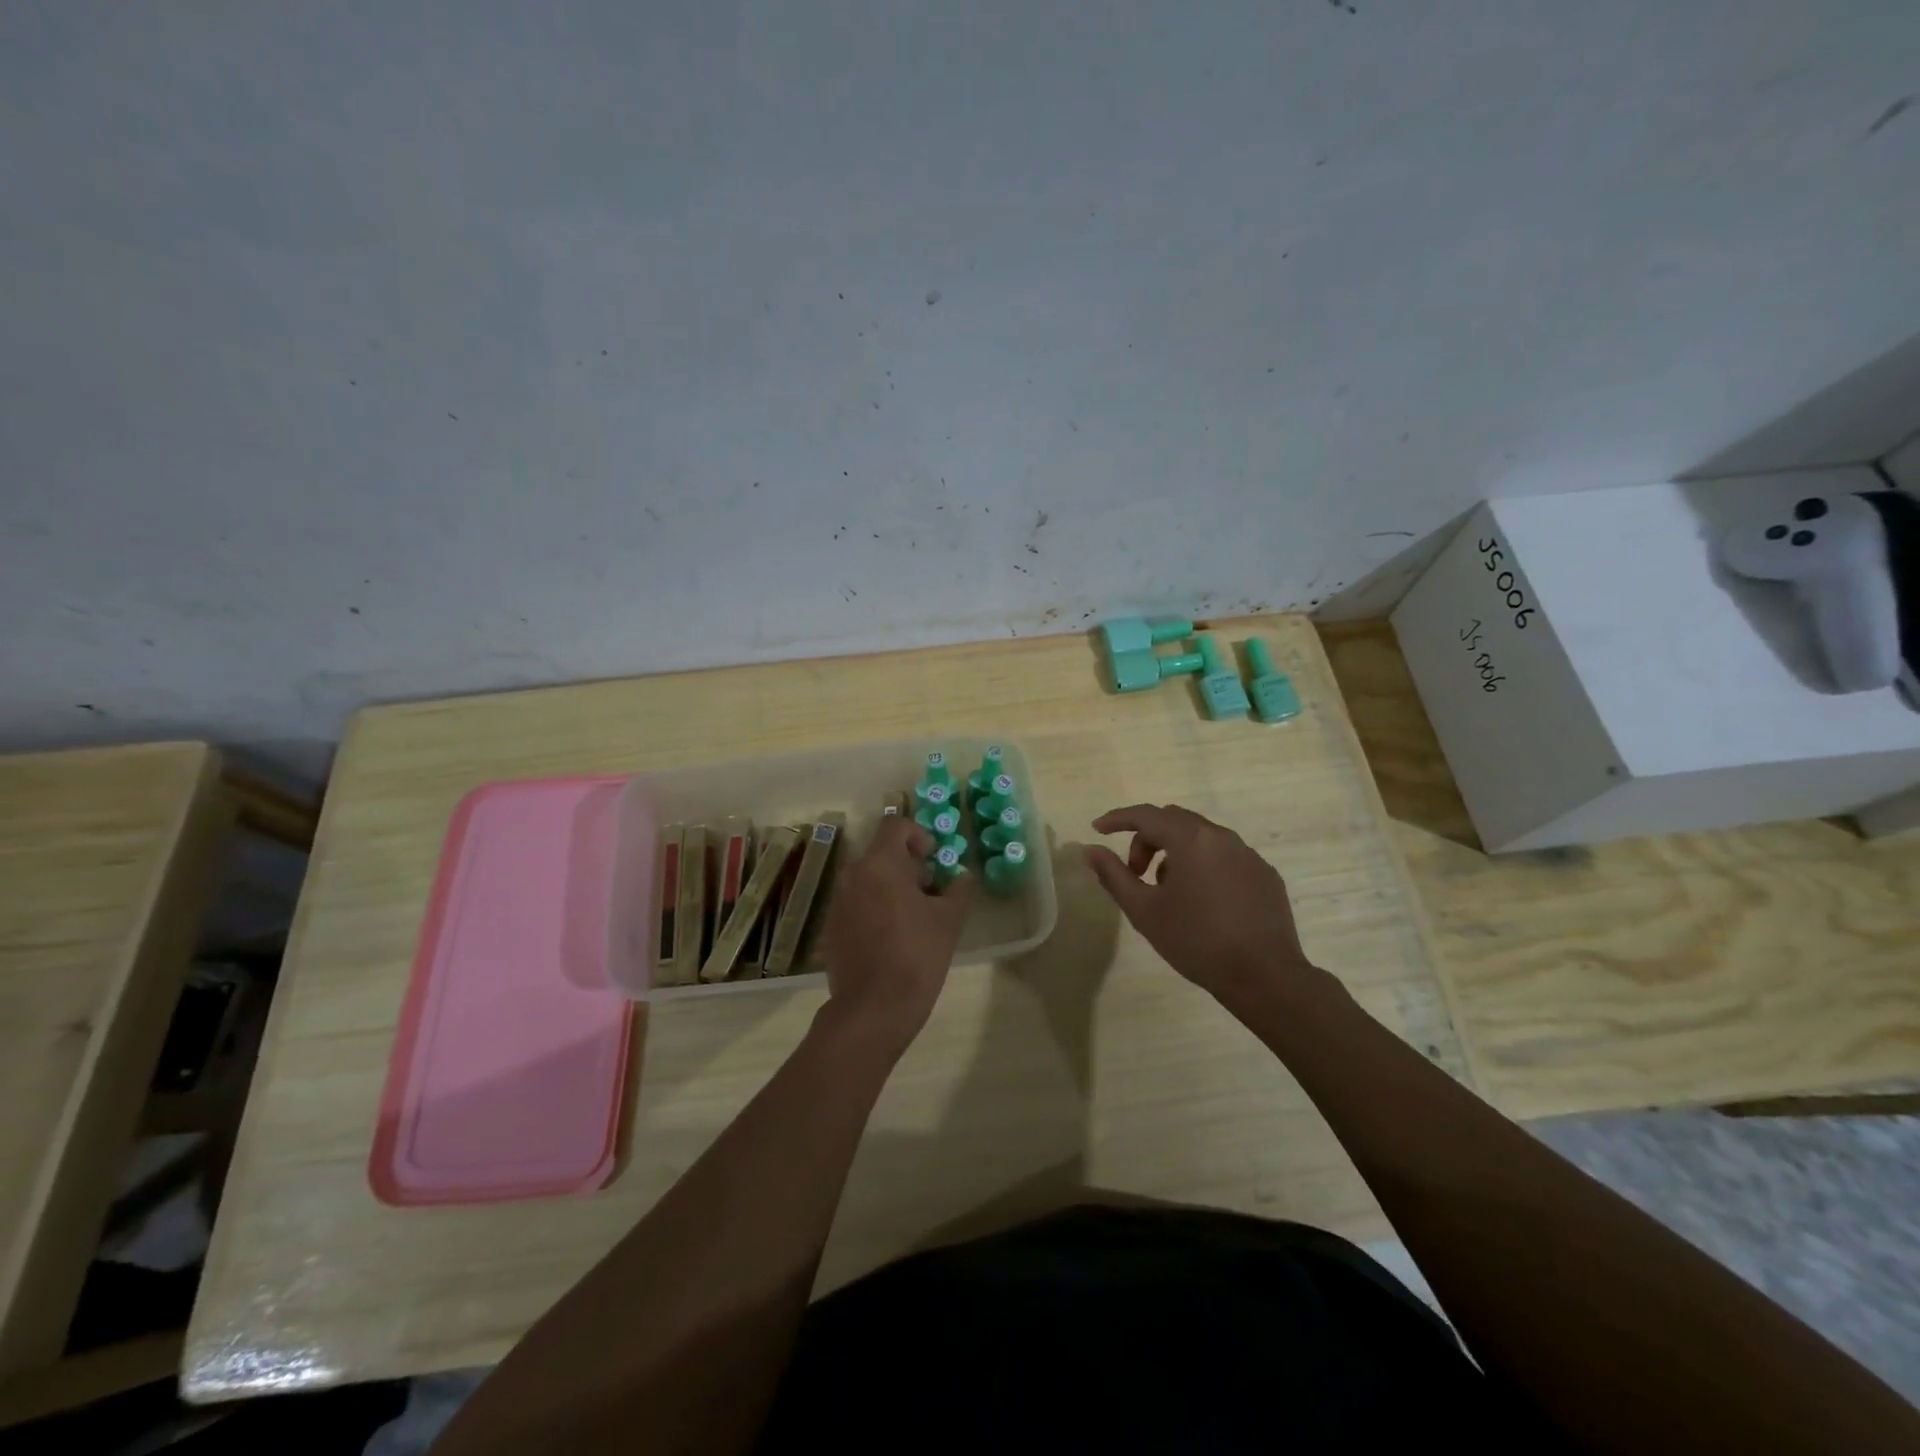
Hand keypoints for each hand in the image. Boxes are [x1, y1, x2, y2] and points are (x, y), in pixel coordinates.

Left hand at [817, 816, 971, 1053]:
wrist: (873, 1009)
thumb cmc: (917, 955)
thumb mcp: (949, 920)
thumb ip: (959, 890)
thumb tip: (963, 876)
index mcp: (879, 865)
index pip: (895, 825)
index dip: (919, 835)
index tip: (934, 860)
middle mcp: (852, 876)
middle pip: (882, 854)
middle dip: (909, 866)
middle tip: (931, 893)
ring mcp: (837, 902)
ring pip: (868, 880)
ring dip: (891, 888)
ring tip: (914, 918)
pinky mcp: (831, 928)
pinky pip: (856, 904)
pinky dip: (875, 909)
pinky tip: (892, 939)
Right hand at [1084, 803, 1322, 1012]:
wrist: (1264, 976)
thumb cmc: (1196, 940)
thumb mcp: (1144, 910)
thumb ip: (1114, 875)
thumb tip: (1090, 851)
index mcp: (1190, 839)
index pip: (1146, 815)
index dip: (1118, 819)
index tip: (1098, 830)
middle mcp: (1221, 836)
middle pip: (1174, 821)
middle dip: (1147, 838)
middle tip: (1135, 872)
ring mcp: (1248, 855)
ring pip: (1201, 838)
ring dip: (1176, 853)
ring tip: (1168, 891)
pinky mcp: (1265, 875)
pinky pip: (1226, 857)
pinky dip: (1204, 866)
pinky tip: (1203, 902)